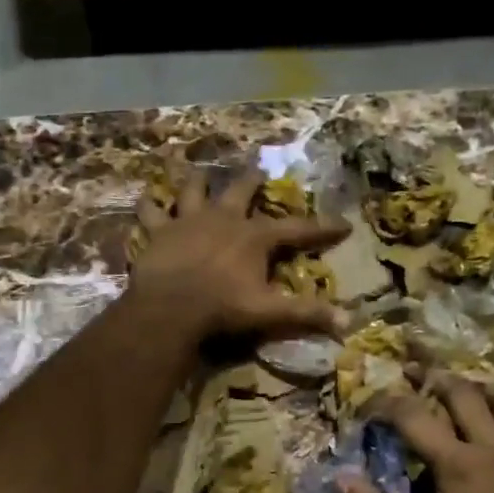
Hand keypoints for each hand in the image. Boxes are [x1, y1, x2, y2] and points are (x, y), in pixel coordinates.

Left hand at [130, 166, 348, 340]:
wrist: (171, 307)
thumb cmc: (223, 308)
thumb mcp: (269, 311)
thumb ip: (306, 313)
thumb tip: (349, 322)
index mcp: (254, 236)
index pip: (297, 229)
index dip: (323, 227)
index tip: (344, 224)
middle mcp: (224, 218)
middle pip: (241, 190)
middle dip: (252, 180)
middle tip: (257, 170)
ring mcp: (188, 220)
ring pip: (192, 190)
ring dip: (196, 181)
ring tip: (197, 171)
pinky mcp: (159, 231)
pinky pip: (150, 211)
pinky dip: (148, 205)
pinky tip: (145, 198)